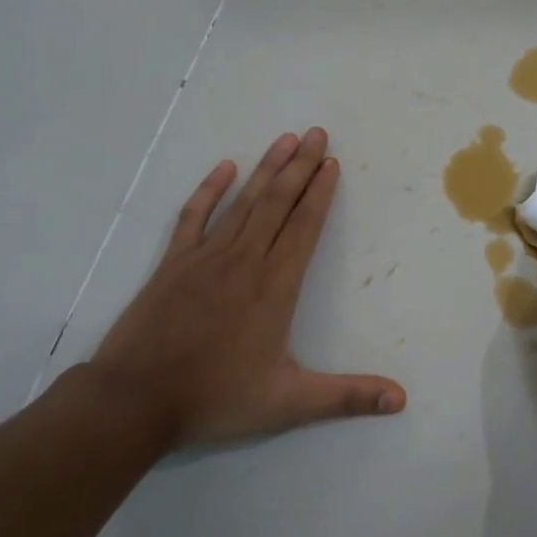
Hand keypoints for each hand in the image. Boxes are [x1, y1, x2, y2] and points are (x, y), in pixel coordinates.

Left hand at [88, 128, 406, 448]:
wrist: (135, 401)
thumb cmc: (216, 398)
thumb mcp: (289, 403)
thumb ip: (347, 397)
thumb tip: (402, 400)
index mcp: (275, 286)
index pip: (305, 227)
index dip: (321, 192)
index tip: (332, 163)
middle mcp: (245, 260)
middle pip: (278, 202)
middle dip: (300, 166)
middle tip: (318, 133)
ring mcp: (206, 257)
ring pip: (244, 202)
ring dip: (266, 168)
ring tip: (285, 139)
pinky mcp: (174, 262)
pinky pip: (194, 216)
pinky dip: (209, 190)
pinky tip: (224, 168)